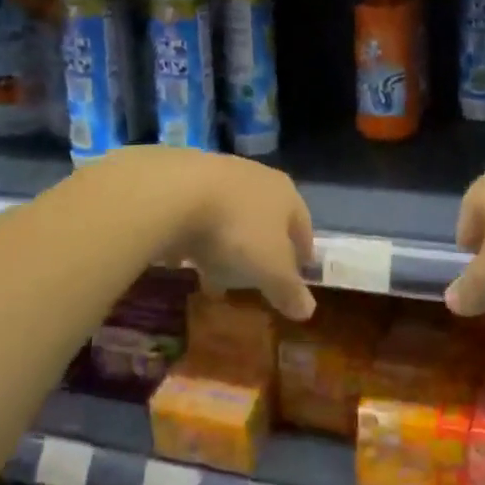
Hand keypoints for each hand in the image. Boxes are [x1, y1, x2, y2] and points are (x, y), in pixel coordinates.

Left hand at [73, 147, 316, 321]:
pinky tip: (185, 261)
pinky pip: (198, 216)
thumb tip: (308, 310)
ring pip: (231, 216)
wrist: (176, 192)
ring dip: (227, 245)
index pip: (303, 225)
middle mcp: (257, 177)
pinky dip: (197, 238)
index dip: (303, 252)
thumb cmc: (237, 231)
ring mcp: (220, 174)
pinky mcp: (185, 180)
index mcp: (286, 194)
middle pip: (267, 218)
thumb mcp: (270, 269)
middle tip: (257, 279)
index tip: (299, 274)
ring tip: (216, 277)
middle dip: (263, 249)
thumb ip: (289, 290)